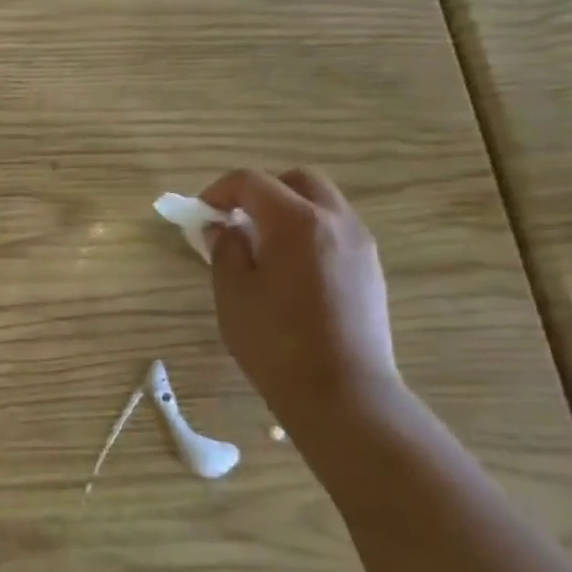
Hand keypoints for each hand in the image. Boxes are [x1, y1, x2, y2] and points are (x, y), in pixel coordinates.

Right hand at [199, 168, 400, 427]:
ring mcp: (360, 244)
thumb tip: (224, 228)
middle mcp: (335, 221)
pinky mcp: (370, 269)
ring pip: (321, 204)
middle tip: (233, 219)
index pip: (252, 181)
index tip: (201, 215)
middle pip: (297, 180)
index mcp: (296, 221)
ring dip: (286, 211)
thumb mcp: (232, 291)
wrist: (341, 391)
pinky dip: (306, 232)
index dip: (219, 191)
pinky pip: (334, 230)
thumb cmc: (275, 340)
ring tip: (258, 246)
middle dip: (260, 191)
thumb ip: (225, 249)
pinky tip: (286, 269)